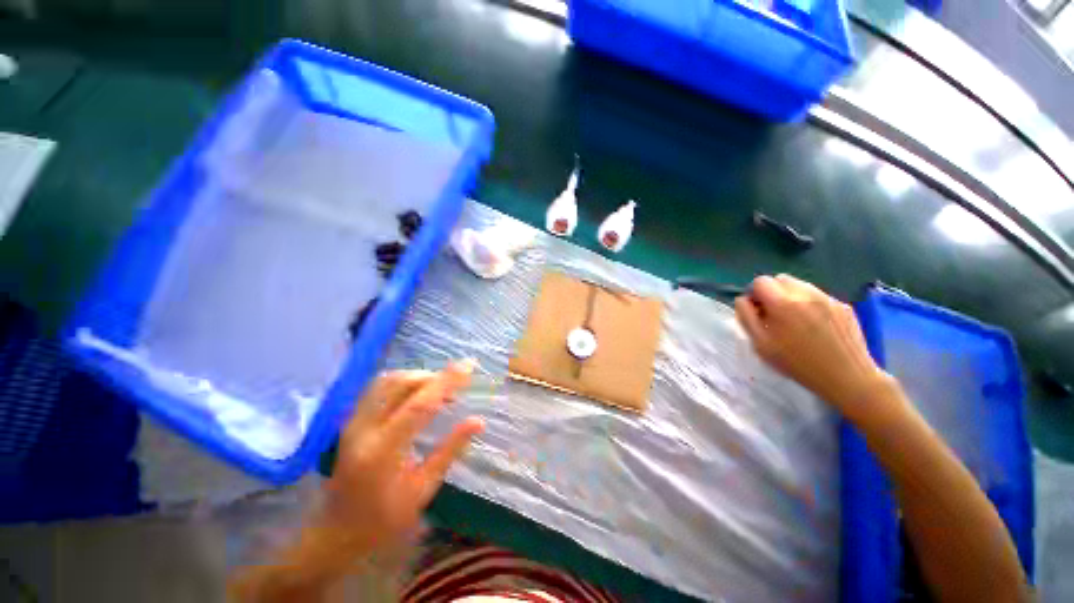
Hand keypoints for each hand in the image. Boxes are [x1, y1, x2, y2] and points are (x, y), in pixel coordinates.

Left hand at [230, 363, 484, 601]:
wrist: (337, 533)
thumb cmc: (385, 519)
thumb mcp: (423, 489)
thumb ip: (450, 449)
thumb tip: (478, 421)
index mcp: (384, 451)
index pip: (420, 404)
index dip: (447, 381)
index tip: (469, 365)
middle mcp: (364, 429)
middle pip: (402, 385)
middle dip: (434, 377)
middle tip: (457, 385)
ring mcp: (353, 423)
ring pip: (388, 381)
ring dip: (418, 377)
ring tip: (440, 388)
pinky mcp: (351, 421)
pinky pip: (378, 388)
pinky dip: (402, 381)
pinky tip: (417, 391)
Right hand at [734, 275, 894, 418]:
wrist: (848, 378)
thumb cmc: (798, 364)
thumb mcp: (761, 345)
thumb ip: (746, 318)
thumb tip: (743, 300)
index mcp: (782, 303)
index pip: (760, 281)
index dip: (753, 294)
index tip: (756, 310)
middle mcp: (806, 294)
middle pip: (780, 279)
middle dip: (772, 292)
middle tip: (773, 314)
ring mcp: (827, 298)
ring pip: (800, 285)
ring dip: (790, 297)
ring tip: (794, 320)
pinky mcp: (843, 305)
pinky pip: (818, 296)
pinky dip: (809, 304)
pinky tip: (814, 326)